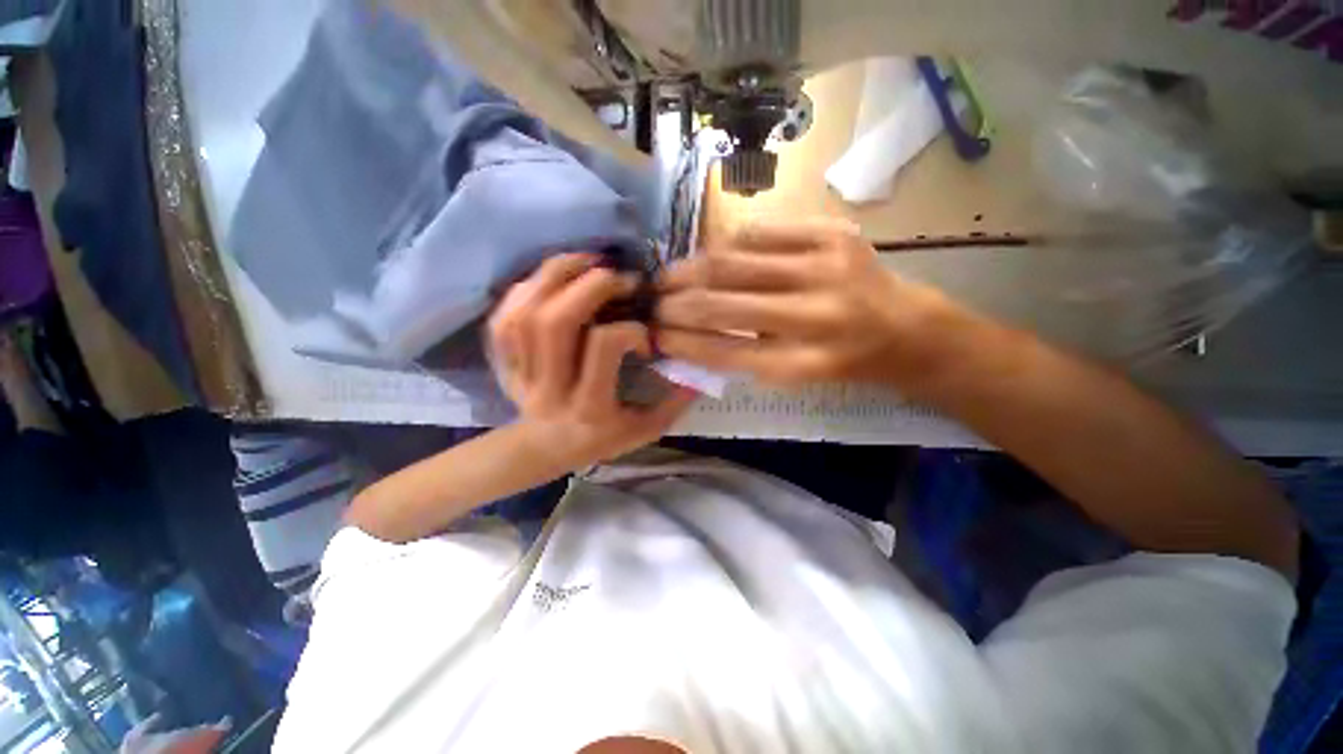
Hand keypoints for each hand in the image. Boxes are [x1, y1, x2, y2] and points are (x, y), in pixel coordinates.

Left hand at [489, 253, 696, 465]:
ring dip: (557, 275)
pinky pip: (504, 316)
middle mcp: (552, 388)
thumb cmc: (602, 438)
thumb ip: (674, 402)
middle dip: (591, 285)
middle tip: (618, 277)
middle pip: (556, 321)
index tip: (645, 337)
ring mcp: (521, 373)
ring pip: (526, 312)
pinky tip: (553, 277)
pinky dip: (527, 287)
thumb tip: (701, 371)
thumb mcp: (645, 429)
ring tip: (587, 262)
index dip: (629, 329)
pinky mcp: (504, 361)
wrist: (546, 448)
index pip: (603, 347)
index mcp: (590, 407)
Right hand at [655, 217, 963, 391]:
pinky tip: (708, 255)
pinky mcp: (832, 234)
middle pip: (726, 304)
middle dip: (678, 303)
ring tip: (669, 277)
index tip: (655, 335)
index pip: (726, 350)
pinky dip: (726, 244)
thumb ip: (740, 355)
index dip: (684, 342)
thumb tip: (686, 335)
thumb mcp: (792, 374)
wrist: (902, 327)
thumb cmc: (840, 360)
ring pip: (735, 262)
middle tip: (652, 303)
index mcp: (805, 363)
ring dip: (691, 270)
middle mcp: (817, 316)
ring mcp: (827, 267)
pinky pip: (761, 232)